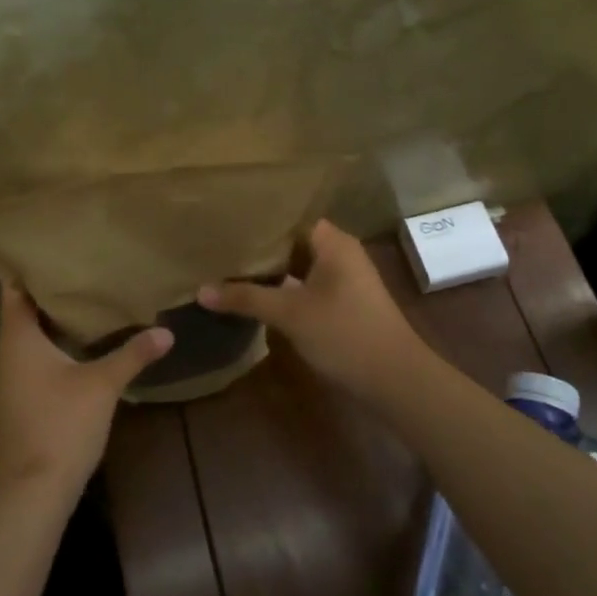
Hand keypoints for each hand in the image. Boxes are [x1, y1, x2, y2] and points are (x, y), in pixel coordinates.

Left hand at [0, 283, 173, 505]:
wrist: (30, 494)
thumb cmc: (61, 426)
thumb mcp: (102, 385)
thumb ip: (132, 354)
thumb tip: (166, 332)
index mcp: (16, 339)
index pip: (15, 288)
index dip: (32, 267)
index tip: (59, 250)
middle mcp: (5, 354)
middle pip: (24, 311)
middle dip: (52, 293)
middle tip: (85, 270)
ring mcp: (8, 381)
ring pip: (29, 339)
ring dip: (54, 323)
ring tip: (89, 301)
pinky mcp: (17, 402)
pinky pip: (32, 361)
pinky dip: (53, 348)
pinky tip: (82, 348)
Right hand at [199, 219, 429, 402]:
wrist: (395, 379)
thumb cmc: (344, 333)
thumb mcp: (289, 314)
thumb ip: (245, 298)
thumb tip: (201, 290)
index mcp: (333, 242)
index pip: (289, 216)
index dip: (258, 220)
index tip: (224, 221)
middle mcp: (341, 253)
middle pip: (293, 241)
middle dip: (259, 247)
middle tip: (218, 244)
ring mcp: (345, 279)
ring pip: (299, 265)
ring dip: (271, 270)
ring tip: (228, 267)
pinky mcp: (345, 302)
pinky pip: (307, 284)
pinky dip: (284, 288)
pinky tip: (256, 295)